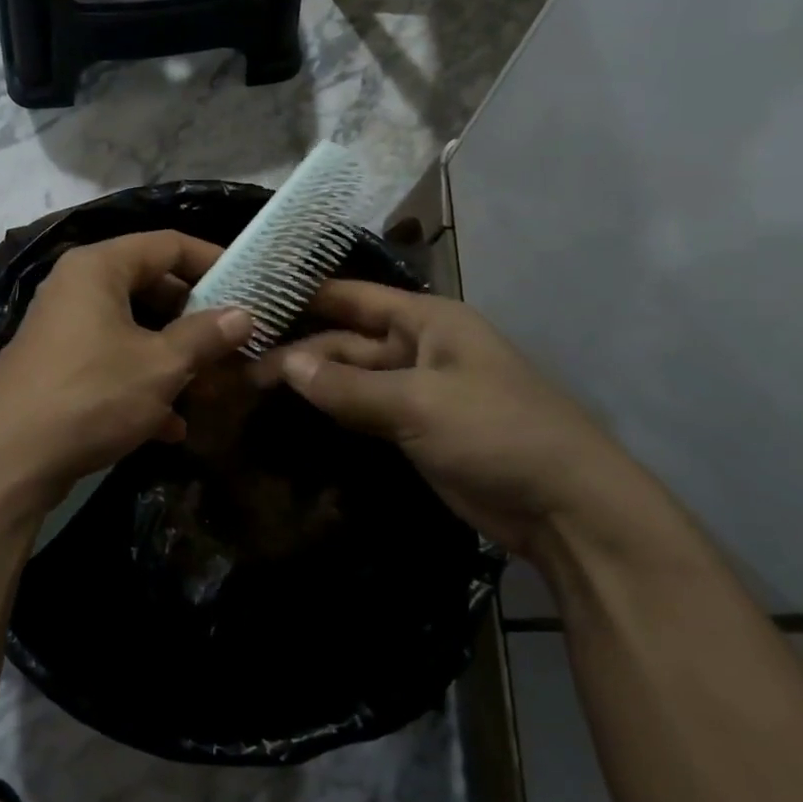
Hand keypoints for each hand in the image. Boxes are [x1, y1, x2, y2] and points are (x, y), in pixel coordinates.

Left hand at [0, 230, 253, 500]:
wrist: (7, 462)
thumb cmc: (91, 396)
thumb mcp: (160, 365)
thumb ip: (206, 336)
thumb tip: (245, 314)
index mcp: (97, 268)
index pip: (166, 244)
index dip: (212, 259)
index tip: (250, 284)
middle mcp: (75, 288)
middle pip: (149, 286)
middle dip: (194, 316)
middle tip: (233, 338)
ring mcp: (62, 329)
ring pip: (132, 329)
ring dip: (171, 356)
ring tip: (210, 385)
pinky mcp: (56, 368)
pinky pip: (110, 362)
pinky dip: (141, 384)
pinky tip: (170, 426)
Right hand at [251, 281, 640, 558]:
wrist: (566, 507)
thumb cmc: (497, 432)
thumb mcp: (419, 403)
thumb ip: (349, 386)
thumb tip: (285, 365)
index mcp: (427, 320)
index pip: (352, 297)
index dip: (304, 294)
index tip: (252, 295)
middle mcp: (418, 346)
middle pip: (346, 340)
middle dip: (298, 348)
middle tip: (236, 360)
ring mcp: (416, 390)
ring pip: (350, 377)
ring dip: (310, 381)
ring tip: (249, 385)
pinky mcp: (413, 430)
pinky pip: (362, 411)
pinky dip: (331, 411)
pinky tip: (291, 414)